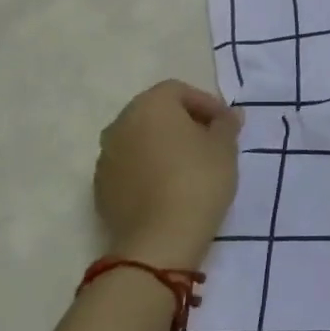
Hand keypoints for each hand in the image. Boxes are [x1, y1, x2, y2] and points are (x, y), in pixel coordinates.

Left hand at [94, 81, 242, 270]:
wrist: (159, 240)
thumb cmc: (198, 180)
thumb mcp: (225, 147)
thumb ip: (226, 124)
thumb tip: (229, 114)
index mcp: (150, 106)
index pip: (179, 91)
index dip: (206, 103)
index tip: (225, 125)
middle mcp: (120, 124)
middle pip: (155, 113)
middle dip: (183, 123)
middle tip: (210, 142)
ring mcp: (105, 158)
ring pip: (140, 140)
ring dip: (163, 146)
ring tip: (190, 167)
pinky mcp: (100, 189)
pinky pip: (130, 167)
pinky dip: (148, 169)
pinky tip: (169, 188)